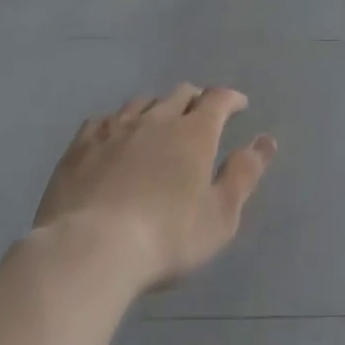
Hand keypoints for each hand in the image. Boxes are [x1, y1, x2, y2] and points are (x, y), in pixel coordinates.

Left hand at [33, 84, 275, 293]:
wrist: (88, 251)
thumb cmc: (166, 238)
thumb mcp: (220, 216)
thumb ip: (243, 175)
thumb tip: (265, 141)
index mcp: (194, 132)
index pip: (218, 99)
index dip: (231, 99)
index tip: (239, 106)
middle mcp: (157, 119)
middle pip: (181, 93)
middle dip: (195, 100)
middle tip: (200, 116)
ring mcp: (115, 128)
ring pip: (142, 102)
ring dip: (156, 108)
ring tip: (158, 124)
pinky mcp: (80, 146)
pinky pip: (103, 119)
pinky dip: (117, 123)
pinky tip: (113, 137)